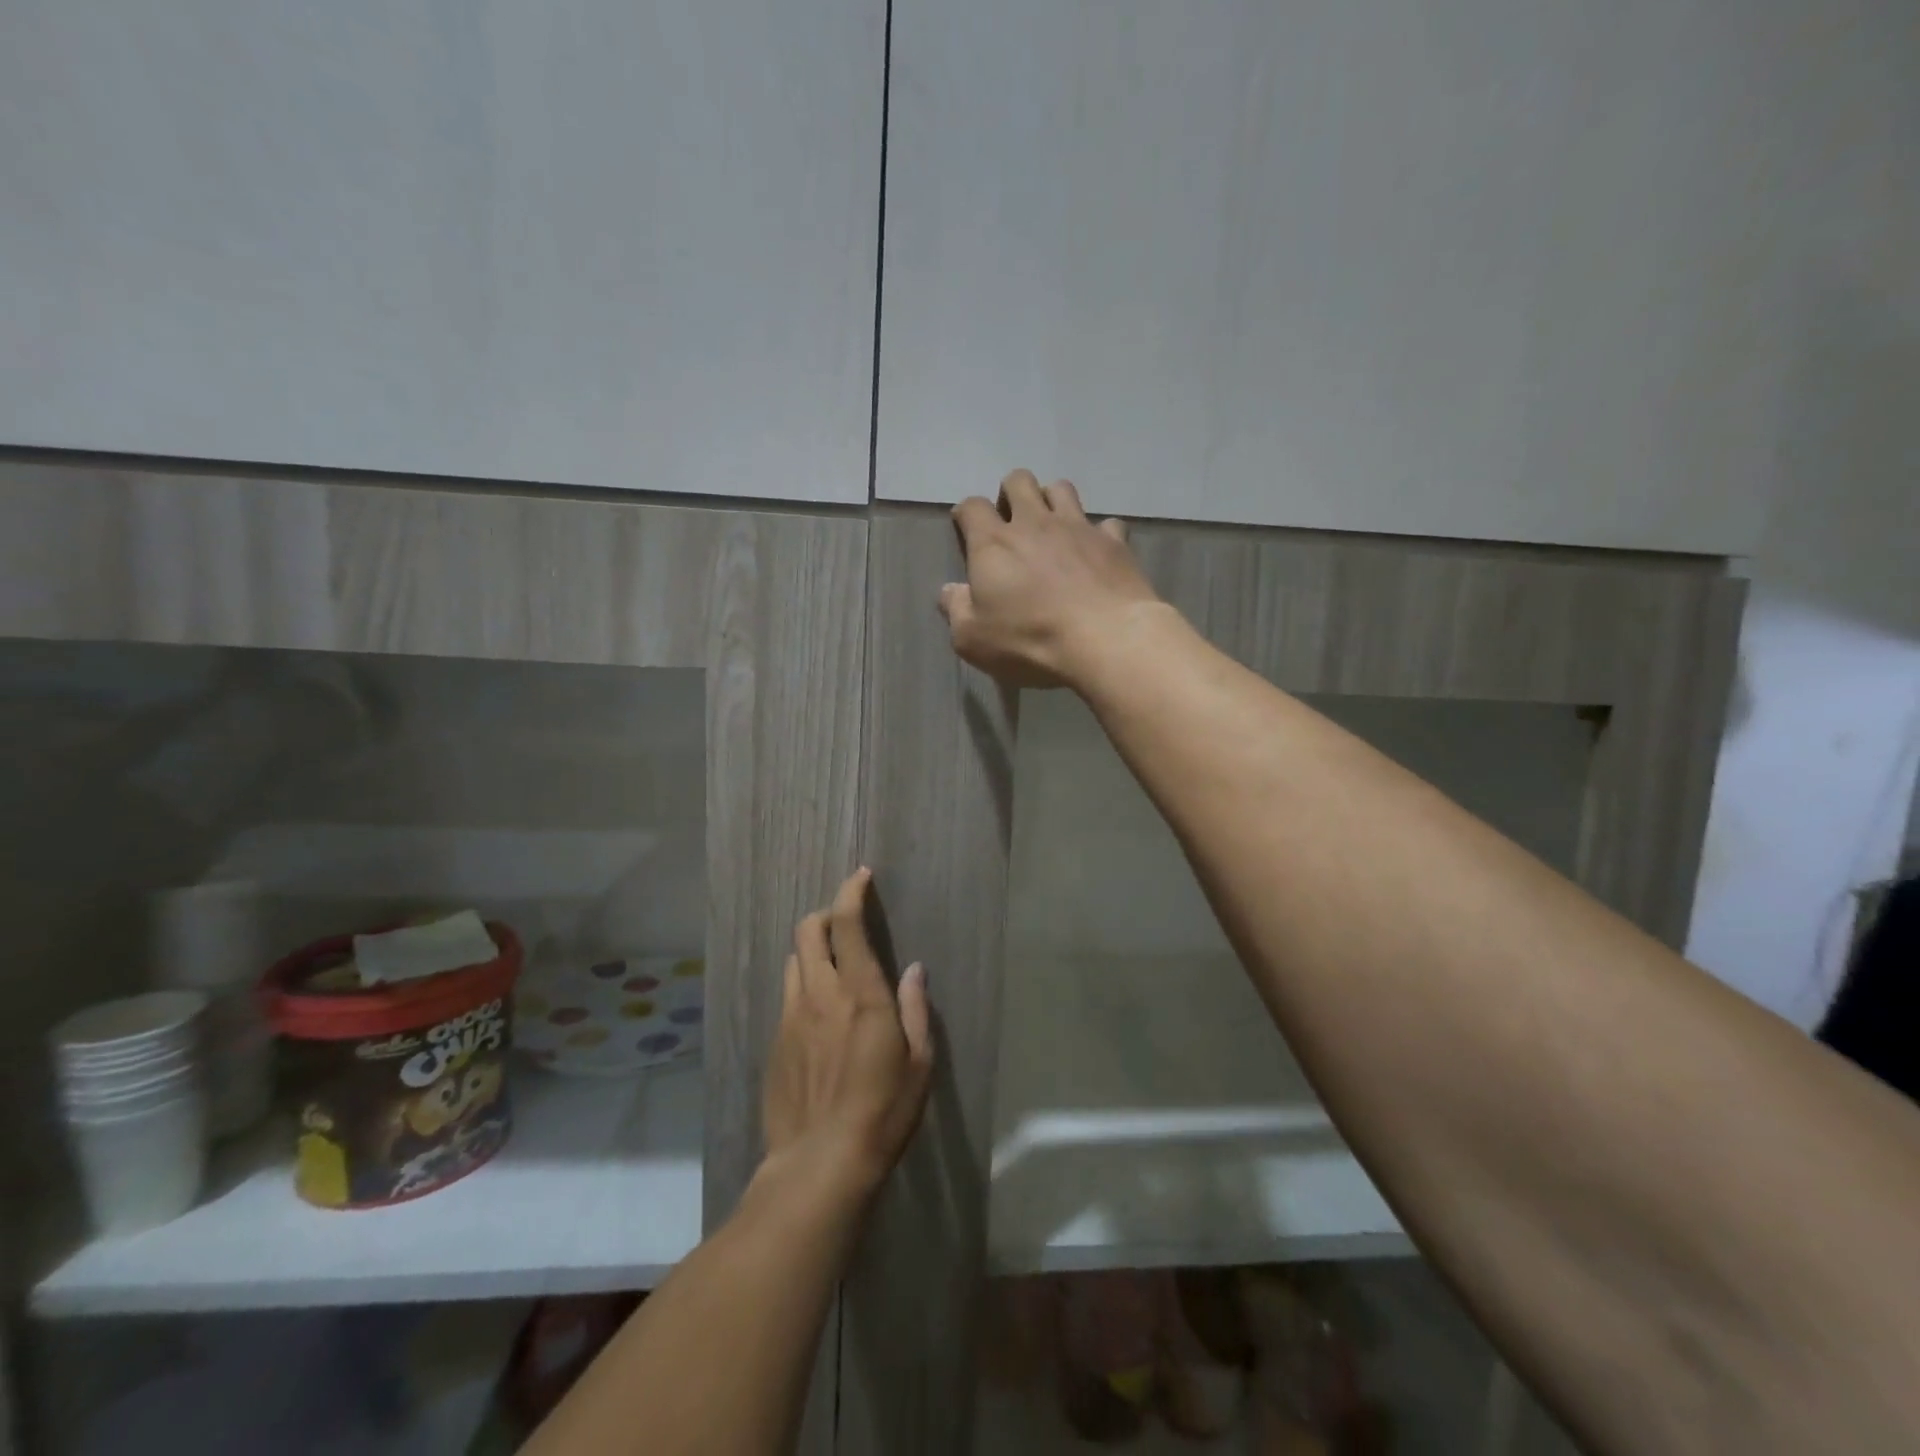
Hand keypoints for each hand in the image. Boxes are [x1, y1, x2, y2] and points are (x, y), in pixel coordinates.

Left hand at [762, 868, 933, 1197]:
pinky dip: (803, 986)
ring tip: (831, 967)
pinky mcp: (775, 1042)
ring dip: (812, 950)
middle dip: (825, 914)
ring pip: (794, 960)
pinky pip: (787, 996)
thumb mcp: (919, 1063)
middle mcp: (820, 993)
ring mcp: (791, 1017)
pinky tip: (817, 1014)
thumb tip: (914, 970)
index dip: (851, 892)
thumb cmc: (883, 1112)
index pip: (847, 923)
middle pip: (809, 930)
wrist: (820, 1164)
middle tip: (844, 922)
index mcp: (860, 993)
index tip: (861, 876)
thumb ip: (916, 1009)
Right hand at [941, 470, 1164, 688]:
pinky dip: (1099, 534)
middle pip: (1019, 481)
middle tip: (1012, 522)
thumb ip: (956, 610)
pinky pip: (1106, 523)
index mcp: (993, 544)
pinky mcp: (1114, 542)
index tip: (966, 528)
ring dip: (1052, 501)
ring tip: (1052, 527)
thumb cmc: (1030, 640)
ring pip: (1061, 488)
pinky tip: (1096, 553)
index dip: (966, 514)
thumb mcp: (973, 639)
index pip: (972, 507)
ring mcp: (1078, 527)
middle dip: (1011, 493)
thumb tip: (949, 591)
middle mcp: (1034, 523)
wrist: (1105, 640)